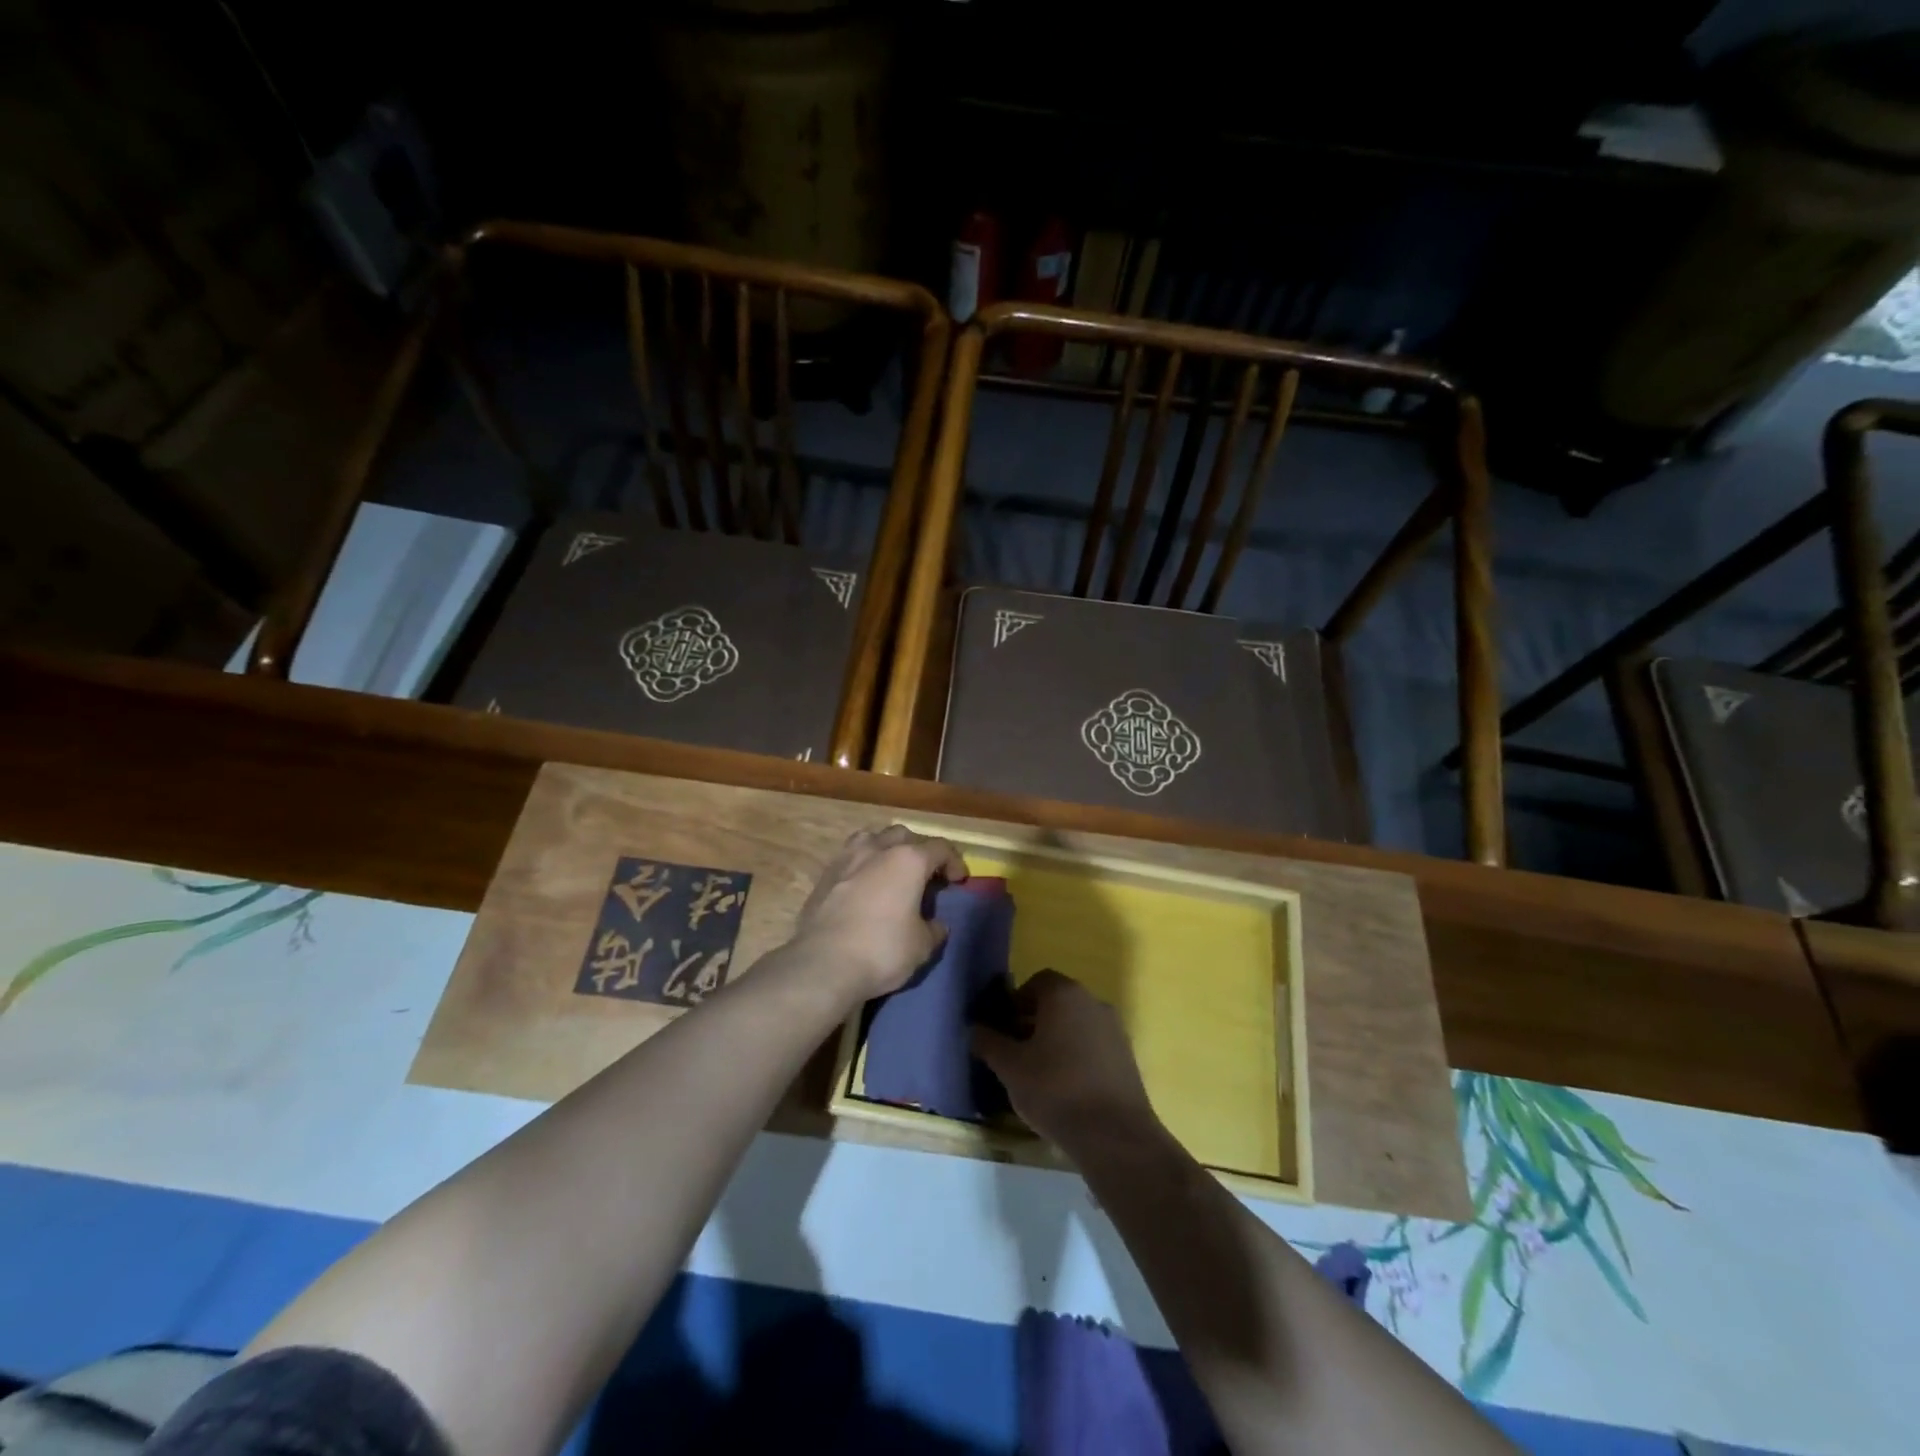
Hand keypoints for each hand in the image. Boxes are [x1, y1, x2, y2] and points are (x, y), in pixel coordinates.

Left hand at [792, 825, 966, 1000]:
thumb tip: (936, 925)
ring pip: (872, 838)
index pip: (940, 848)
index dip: (954, 862)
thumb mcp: (922, 946)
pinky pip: (850, 858)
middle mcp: (877, 849)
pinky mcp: (824, 876)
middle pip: (905, 836)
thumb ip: (934, 929)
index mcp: (908, 860)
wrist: (822, 964)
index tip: (958, 881)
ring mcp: (846, 859)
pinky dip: (862, 866)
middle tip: (926, 874)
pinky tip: (864, 886)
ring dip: (886, 849)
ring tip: (891, 871)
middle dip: (920, 850)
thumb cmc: (882, 950)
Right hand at [971, 970, 1159, 1155]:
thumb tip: (975, 1028)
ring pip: (1077, 1024)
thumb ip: (989, 1042)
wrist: (1114, 1135)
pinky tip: (1065, 1088)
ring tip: (1038, 1073)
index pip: (1037, 981)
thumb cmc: (1055, 1090)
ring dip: (1056, 1039)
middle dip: (1034, 1020)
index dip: (1016, 1001)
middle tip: (1016, 1051)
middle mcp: (1093, 1002)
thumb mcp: (1010, 1068)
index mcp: (1065, 995)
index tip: (1004, 1027)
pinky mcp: (1127, 1057)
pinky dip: (1077, 1056)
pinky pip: (1094, 1045)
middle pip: (1058, 1002)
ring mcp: (1114, 1029)